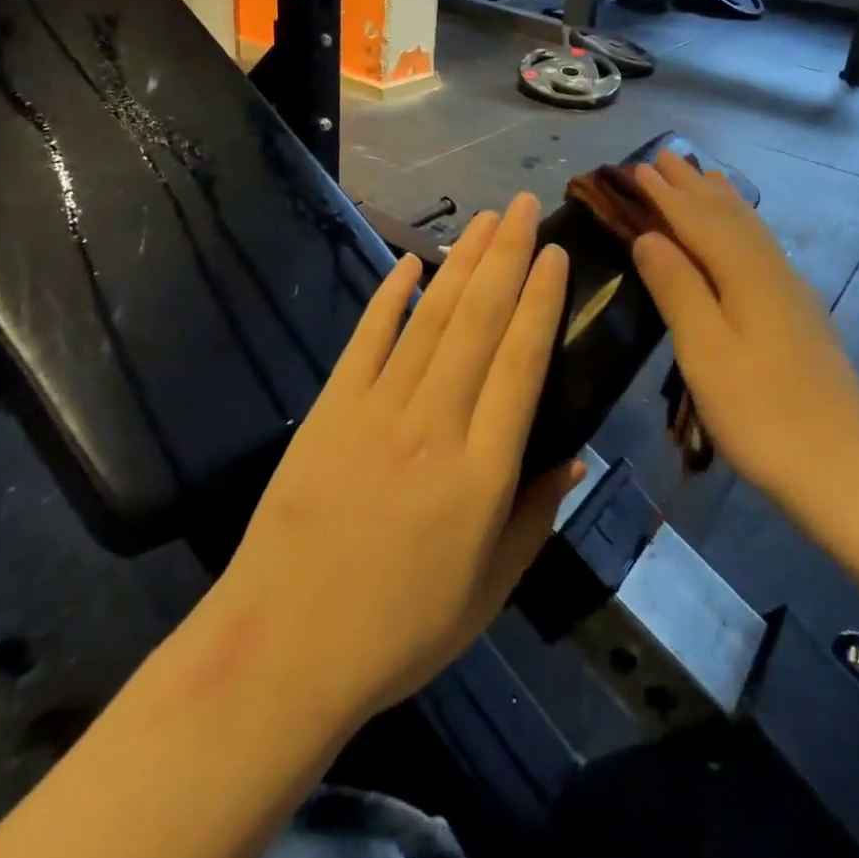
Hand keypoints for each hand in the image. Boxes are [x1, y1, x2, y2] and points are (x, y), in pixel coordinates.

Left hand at [184, 195, 583, 732]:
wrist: (283, 651)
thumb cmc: (401, 629)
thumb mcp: (491, 588)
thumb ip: (537, 513)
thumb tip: (576, 454)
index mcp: (482, 470)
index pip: (521, 362)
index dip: (541, 300)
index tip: (554, 254)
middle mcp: (434, 424)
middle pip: (480, 321)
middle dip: (506, 255)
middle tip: (523, 206)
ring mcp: (377, 410)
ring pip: (431, 318)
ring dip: (460, 262)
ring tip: (484, 219)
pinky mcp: (331, 409)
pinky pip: (367, 339)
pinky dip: (390, 295)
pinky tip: (412, 261)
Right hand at [631, 151, 858, 524]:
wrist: (848, 474)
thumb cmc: (763, 415)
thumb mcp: (706, 352)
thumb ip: (677, 288)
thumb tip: (648, 236)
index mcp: (746, 275)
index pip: (698, 221)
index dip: (665, 195)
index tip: (637, 168)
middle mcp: (773, 272)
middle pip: (729, 216)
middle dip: (694, 187)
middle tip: (665, 157)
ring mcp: (793, 295)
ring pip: (751, 231)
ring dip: (722, 202)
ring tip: (706, 178)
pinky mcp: (801, 318)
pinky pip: (763, 251)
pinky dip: (743, 229)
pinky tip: (744, 239)